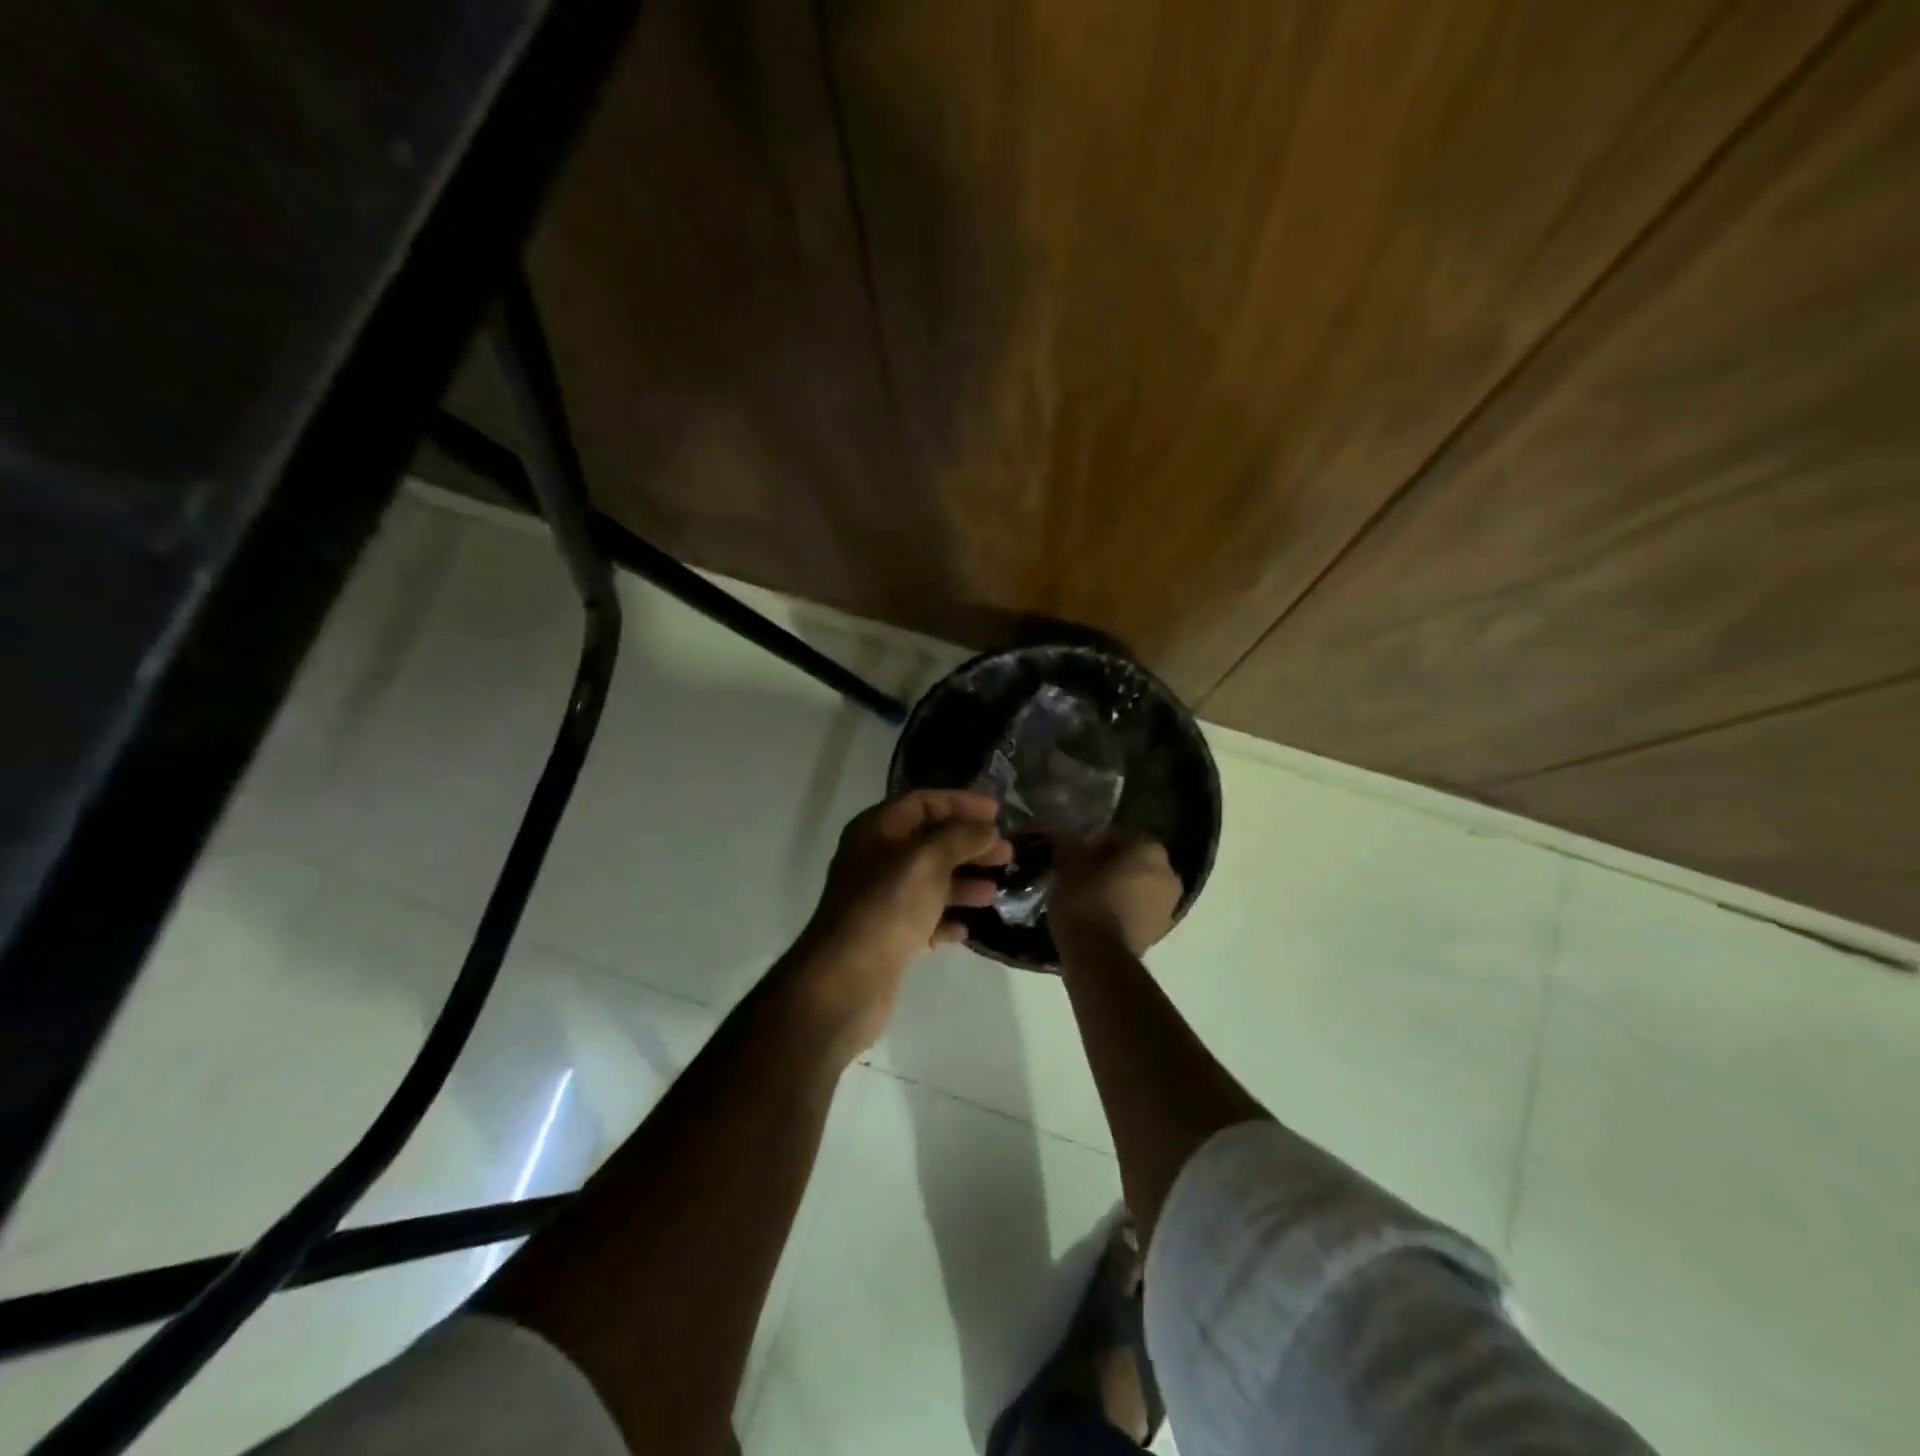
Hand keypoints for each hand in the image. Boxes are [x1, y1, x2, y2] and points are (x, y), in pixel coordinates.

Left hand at [792, 791, 1012, 1051]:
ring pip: (929, 882)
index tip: (997, 814)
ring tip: (994, 892)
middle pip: (929, 842)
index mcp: (876, 830)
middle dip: (969, 845)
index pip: (922, 803)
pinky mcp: (888, 938)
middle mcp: (875, 860)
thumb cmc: (888, 905)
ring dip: (963, 883)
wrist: (848, 978)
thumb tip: (986, 829)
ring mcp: (880, 901)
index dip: (961, 803)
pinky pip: (923, 920)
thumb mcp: (928, 859)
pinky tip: (967, 928)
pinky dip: (946, 920)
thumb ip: (961, 836)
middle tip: (1007, 853)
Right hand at [1050, 837, 1182, 955]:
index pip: (1119, 834)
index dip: (1095, 841)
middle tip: (1083, 873)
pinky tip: (1100, 916)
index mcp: (1149, 848)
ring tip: (1090, 897)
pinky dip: (1124, 909)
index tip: (1076, 852)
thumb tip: (1070, 839)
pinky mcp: (1161, 931)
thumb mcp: (1067, 864)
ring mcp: (1169, 904)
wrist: (1099, 957)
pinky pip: (1140, 910)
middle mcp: (1168, 872)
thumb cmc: (1085, 900)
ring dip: (1120, 887)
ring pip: (1139, 885)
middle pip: (1134, 860)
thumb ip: (1071, 845)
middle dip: (1111, 864)